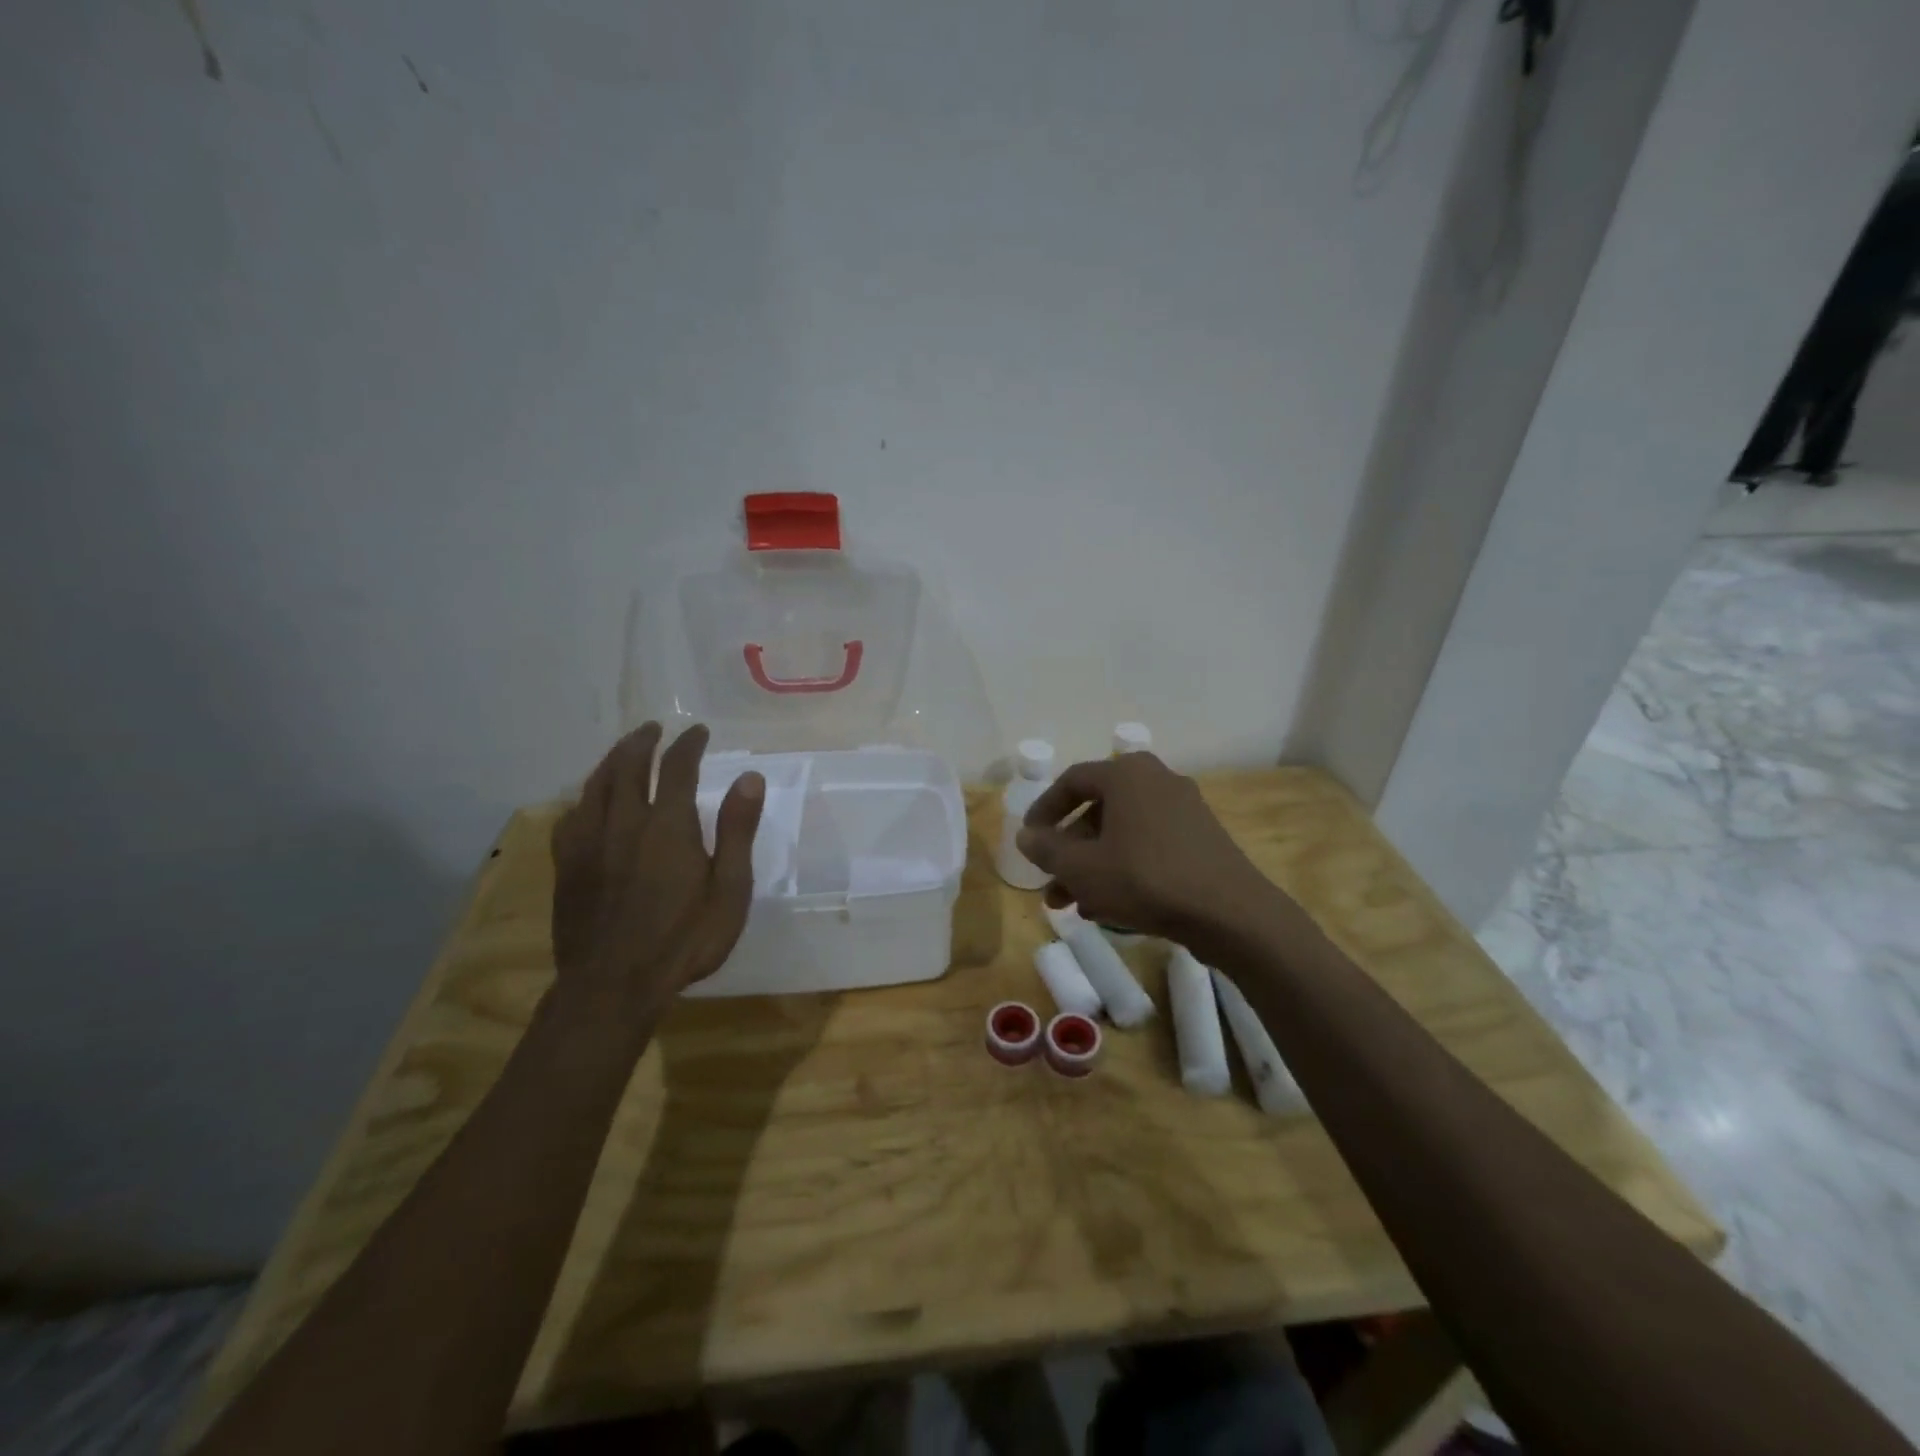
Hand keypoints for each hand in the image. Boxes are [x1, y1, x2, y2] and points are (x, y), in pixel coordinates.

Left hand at [549, 723, 763, 1022]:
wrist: (613, 986)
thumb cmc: (683, 939)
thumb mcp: (729, 890)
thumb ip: (736, 831)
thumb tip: (749, 778)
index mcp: (668, 826)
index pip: (676, 767)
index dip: (688, 744)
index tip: (697, 732)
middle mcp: (624, 822)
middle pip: (627, 766)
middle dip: (642, 742)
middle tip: (653, 729)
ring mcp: (588, 843)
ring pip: (594, 786)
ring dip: (611, 761)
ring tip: (623, 751)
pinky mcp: (566, 866)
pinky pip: (570, 817)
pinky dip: (583, 799)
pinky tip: (587, 802)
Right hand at [1016, 752, 1276, 957]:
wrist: (1230, 912)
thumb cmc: (1145, 879)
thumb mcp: (1082, 867)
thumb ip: (1048, 849)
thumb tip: (1026, 836)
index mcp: (1127, 774)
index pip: (1072, 781)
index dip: (1044, 810)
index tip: (1029, 839)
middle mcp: (1156, 781)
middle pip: (1098, 811)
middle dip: (1069, 851)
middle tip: (1050, 882)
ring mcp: (1183, 810)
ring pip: (1122, 834)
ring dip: (1092, 866)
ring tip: (1072, 904)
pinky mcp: (1200, 839)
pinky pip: (1148, 846)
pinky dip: (1123, 869)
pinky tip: (1108, 907)